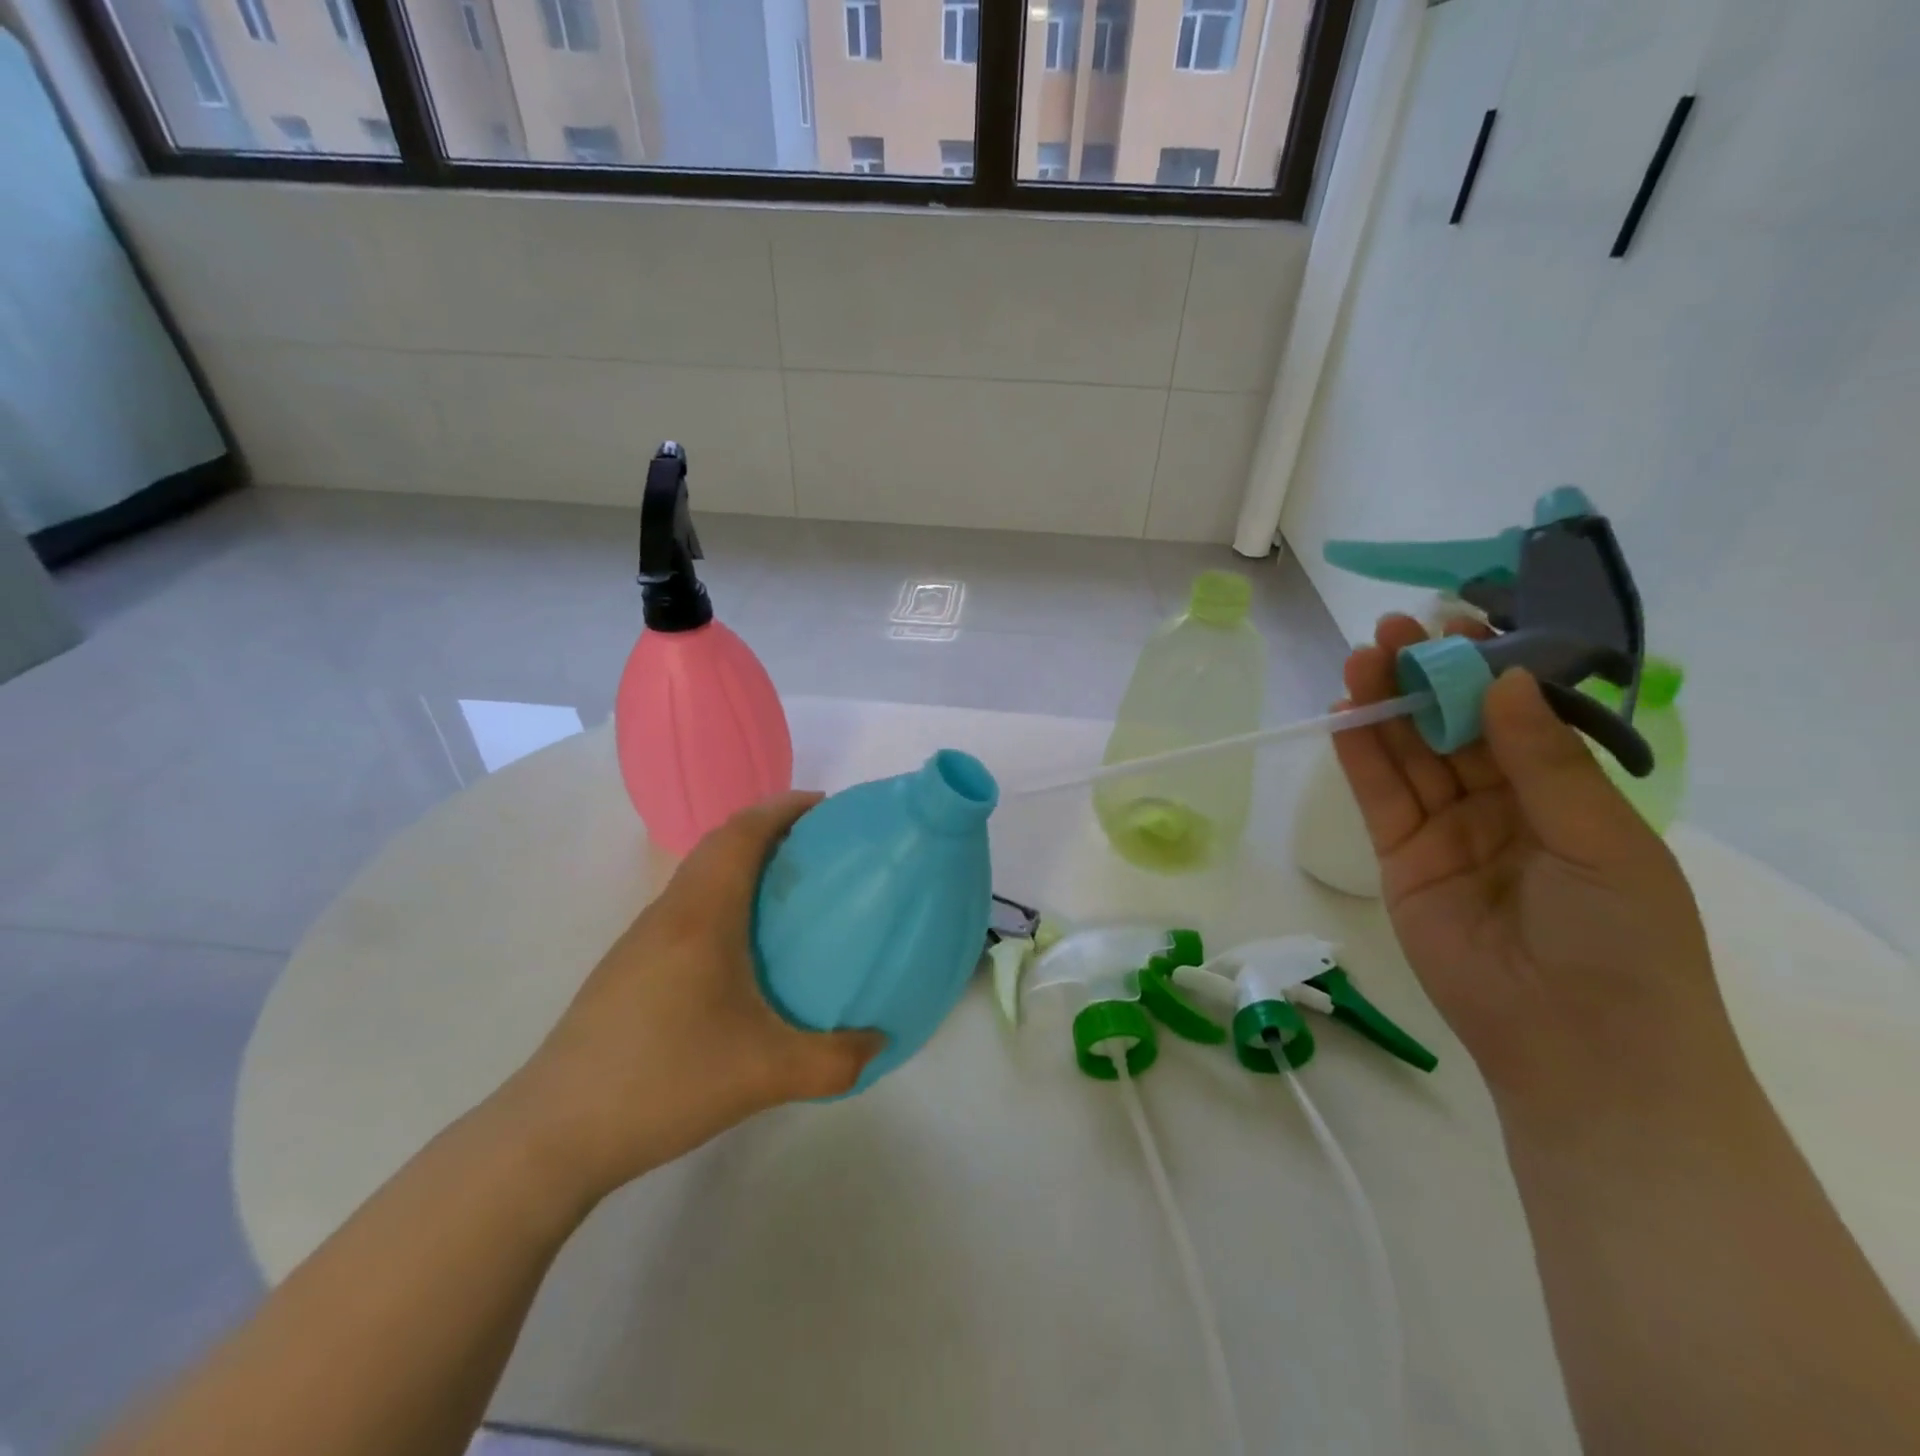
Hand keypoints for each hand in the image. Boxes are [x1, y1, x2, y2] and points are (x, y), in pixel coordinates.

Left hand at [504, 792, 883, 1203]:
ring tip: (788, 890)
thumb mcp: (765, 1075)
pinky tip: (741, 947)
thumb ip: (835, 1060)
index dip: (783, 808)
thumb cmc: (663, 1082)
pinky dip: (722, 897)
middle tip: (818, 847)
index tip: (826, 807)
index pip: (741, 833)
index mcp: (701, 916)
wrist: (553, 1134)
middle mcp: (668, 913)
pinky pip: (685, 907)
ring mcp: (640, 940)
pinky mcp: (627, 968)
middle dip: (769, 829)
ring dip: (742, 863)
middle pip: (719, 844)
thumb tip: (881, 1042)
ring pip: (698, 876)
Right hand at [1333, 616, 1742, 1116]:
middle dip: (1424, 678)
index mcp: (1563, 795)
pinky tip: (1345, 714)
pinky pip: (1379, 796)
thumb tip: (1502, 681)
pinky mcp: (1399, 856)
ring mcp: (1445, 830)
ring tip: (1361, 658)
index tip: (1458, 621)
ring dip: (1385, 707)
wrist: (1573, 1043)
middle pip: (1453, 729)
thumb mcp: (1600, 839)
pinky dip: (1360, 755)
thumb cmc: (1620, 939)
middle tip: (1393, 630)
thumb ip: (1542, 761)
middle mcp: (1501, 804)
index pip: (1516, 716)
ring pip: (1409, 756)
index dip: (1487, 669)